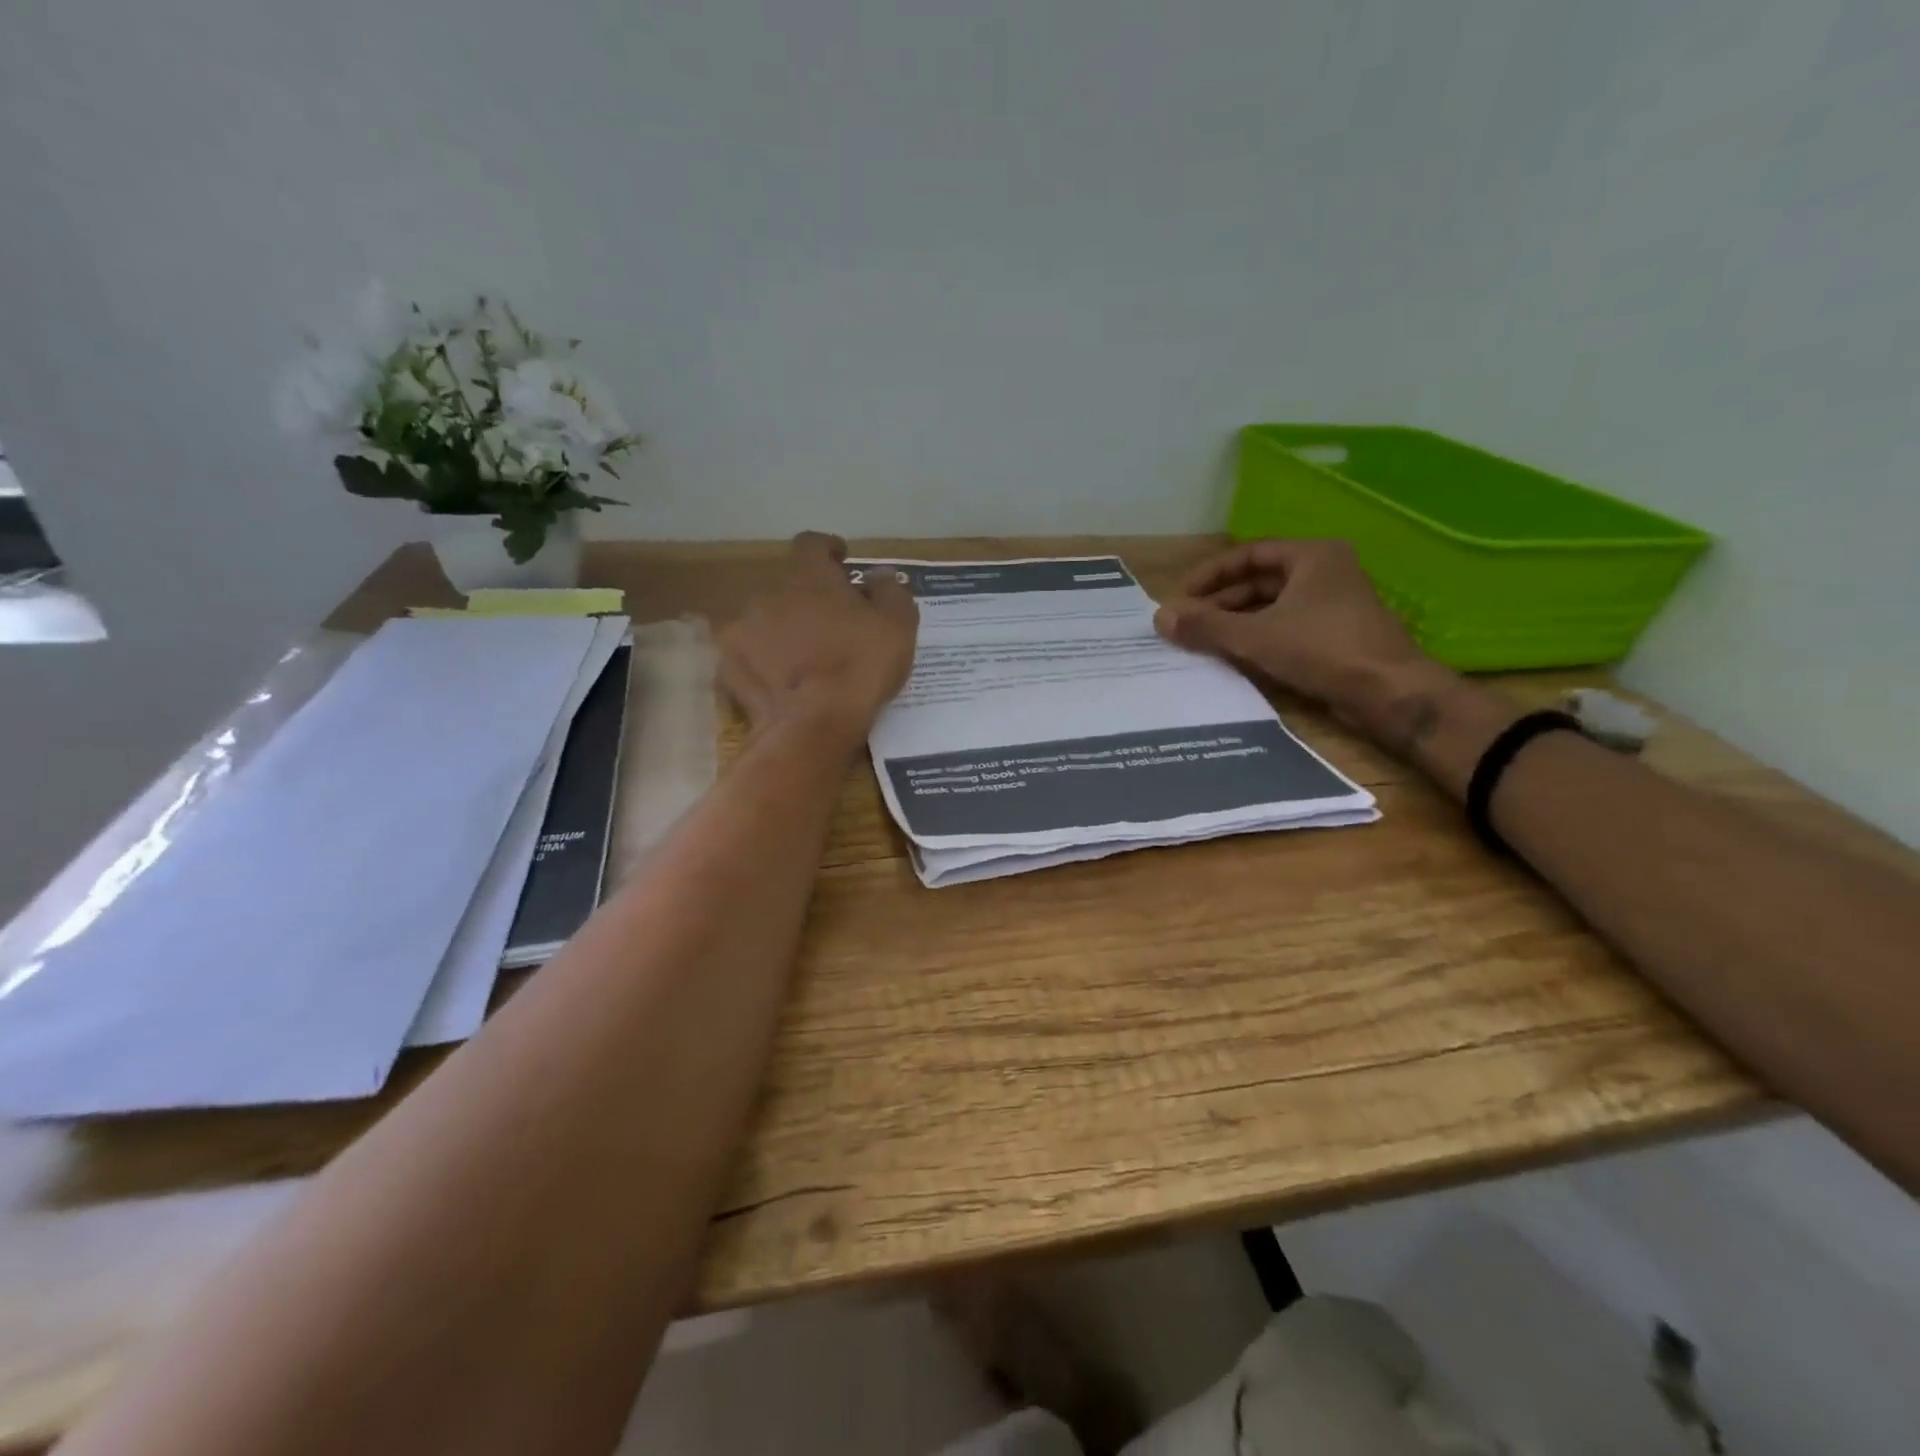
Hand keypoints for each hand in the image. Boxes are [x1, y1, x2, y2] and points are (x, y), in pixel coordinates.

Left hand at [719, 532, 918, 742]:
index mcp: (809, 576)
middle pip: (787, 587)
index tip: (840, 562)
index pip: (812, 544)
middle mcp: (767, 592)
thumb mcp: (897, 625)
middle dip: (806, 600)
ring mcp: (741, 629)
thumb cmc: (860, 667)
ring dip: (780, 631)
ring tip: (801, 659)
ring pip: (763, 621)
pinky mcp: (727, 666)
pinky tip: (779, 684)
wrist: (811, 725)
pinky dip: (761, 664)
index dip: (827, 550)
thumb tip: (878, 575)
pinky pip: (746, 657)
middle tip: (829, 625)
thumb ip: (889, 591)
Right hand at [1153, 539, 1444, 724]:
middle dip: (1221, 602)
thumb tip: (1160, 618)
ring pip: (1274, 606)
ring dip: (1238, 622)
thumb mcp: (1254, 636)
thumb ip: (1205, 626)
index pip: (1249, 554)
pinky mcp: (1338, 634)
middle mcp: (1327, 572)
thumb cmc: (1321, 648)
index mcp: (1312, 556)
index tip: (1182, 596)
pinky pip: (1288, 627)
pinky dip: (1260, 637)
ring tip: (1205, 642)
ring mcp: (1335, 604)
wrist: (1387, 691)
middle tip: (1189, 624)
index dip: (1211, 574)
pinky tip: (1237, 657)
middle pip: (1260, 581)